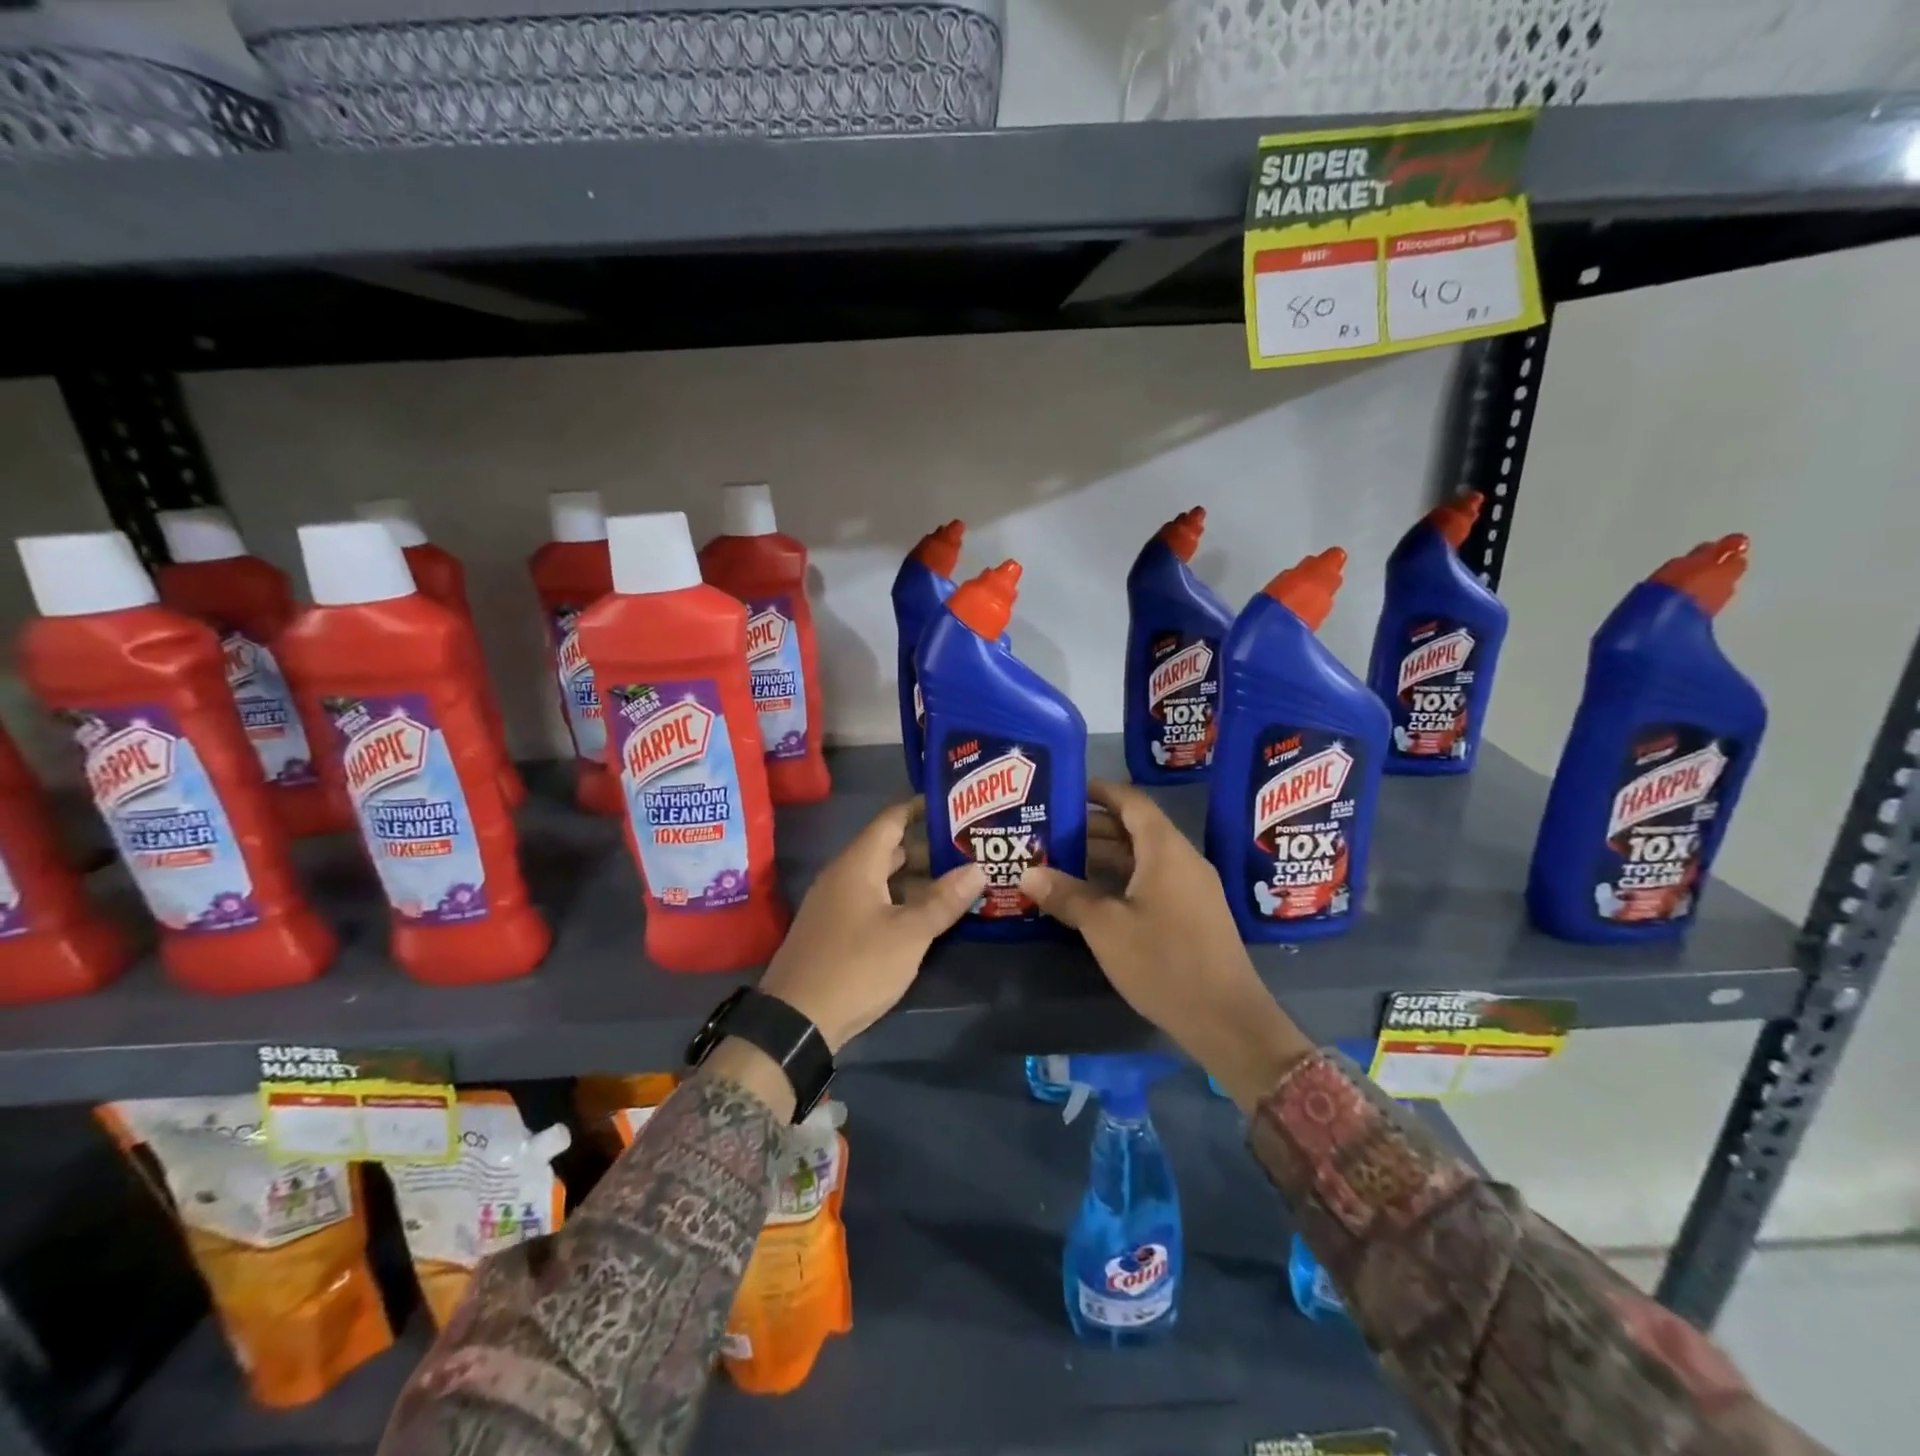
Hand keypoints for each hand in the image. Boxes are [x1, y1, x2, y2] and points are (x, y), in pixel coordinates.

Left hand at [758, 799, 985, 1053]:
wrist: (796, 1020)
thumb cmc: (856, 967)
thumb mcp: (908, 934)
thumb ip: (944, 900)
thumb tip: (978, 868)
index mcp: (858, 864)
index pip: (892, 819)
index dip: (921, 808)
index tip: (955, 804)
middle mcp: (844, 874)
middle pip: (890, 849)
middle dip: (929, 848)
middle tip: (970, 848)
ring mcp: (837, 902)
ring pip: (883, 878)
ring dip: (918, 878)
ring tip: (959, 881)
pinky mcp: (836, 928)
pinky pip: (874, 899)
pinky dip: (902, 899)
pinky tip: (928, 914)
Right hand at [1019, 779, 1314, 1108]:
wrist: (1226, 1019)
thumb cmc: (1163, 962)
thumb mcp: (1105, 928)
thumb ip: (1067, 896)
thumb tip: (1027, 874)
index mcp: (1165, 850)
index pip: (1131, 802)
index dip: (1099, 791)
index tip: (1065, 790)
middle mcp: (1182, 859)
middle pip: (1135, 829)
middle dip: (1093, 827)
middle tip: (1050, 831)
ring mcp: (1191, 887)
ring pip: (1143, 858)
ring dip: (1105, 857)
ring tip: (1061, 861)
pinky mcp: (1193, 913)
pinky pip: (1153, 880)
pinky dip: (1122, 879)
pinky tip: (1092, 897)